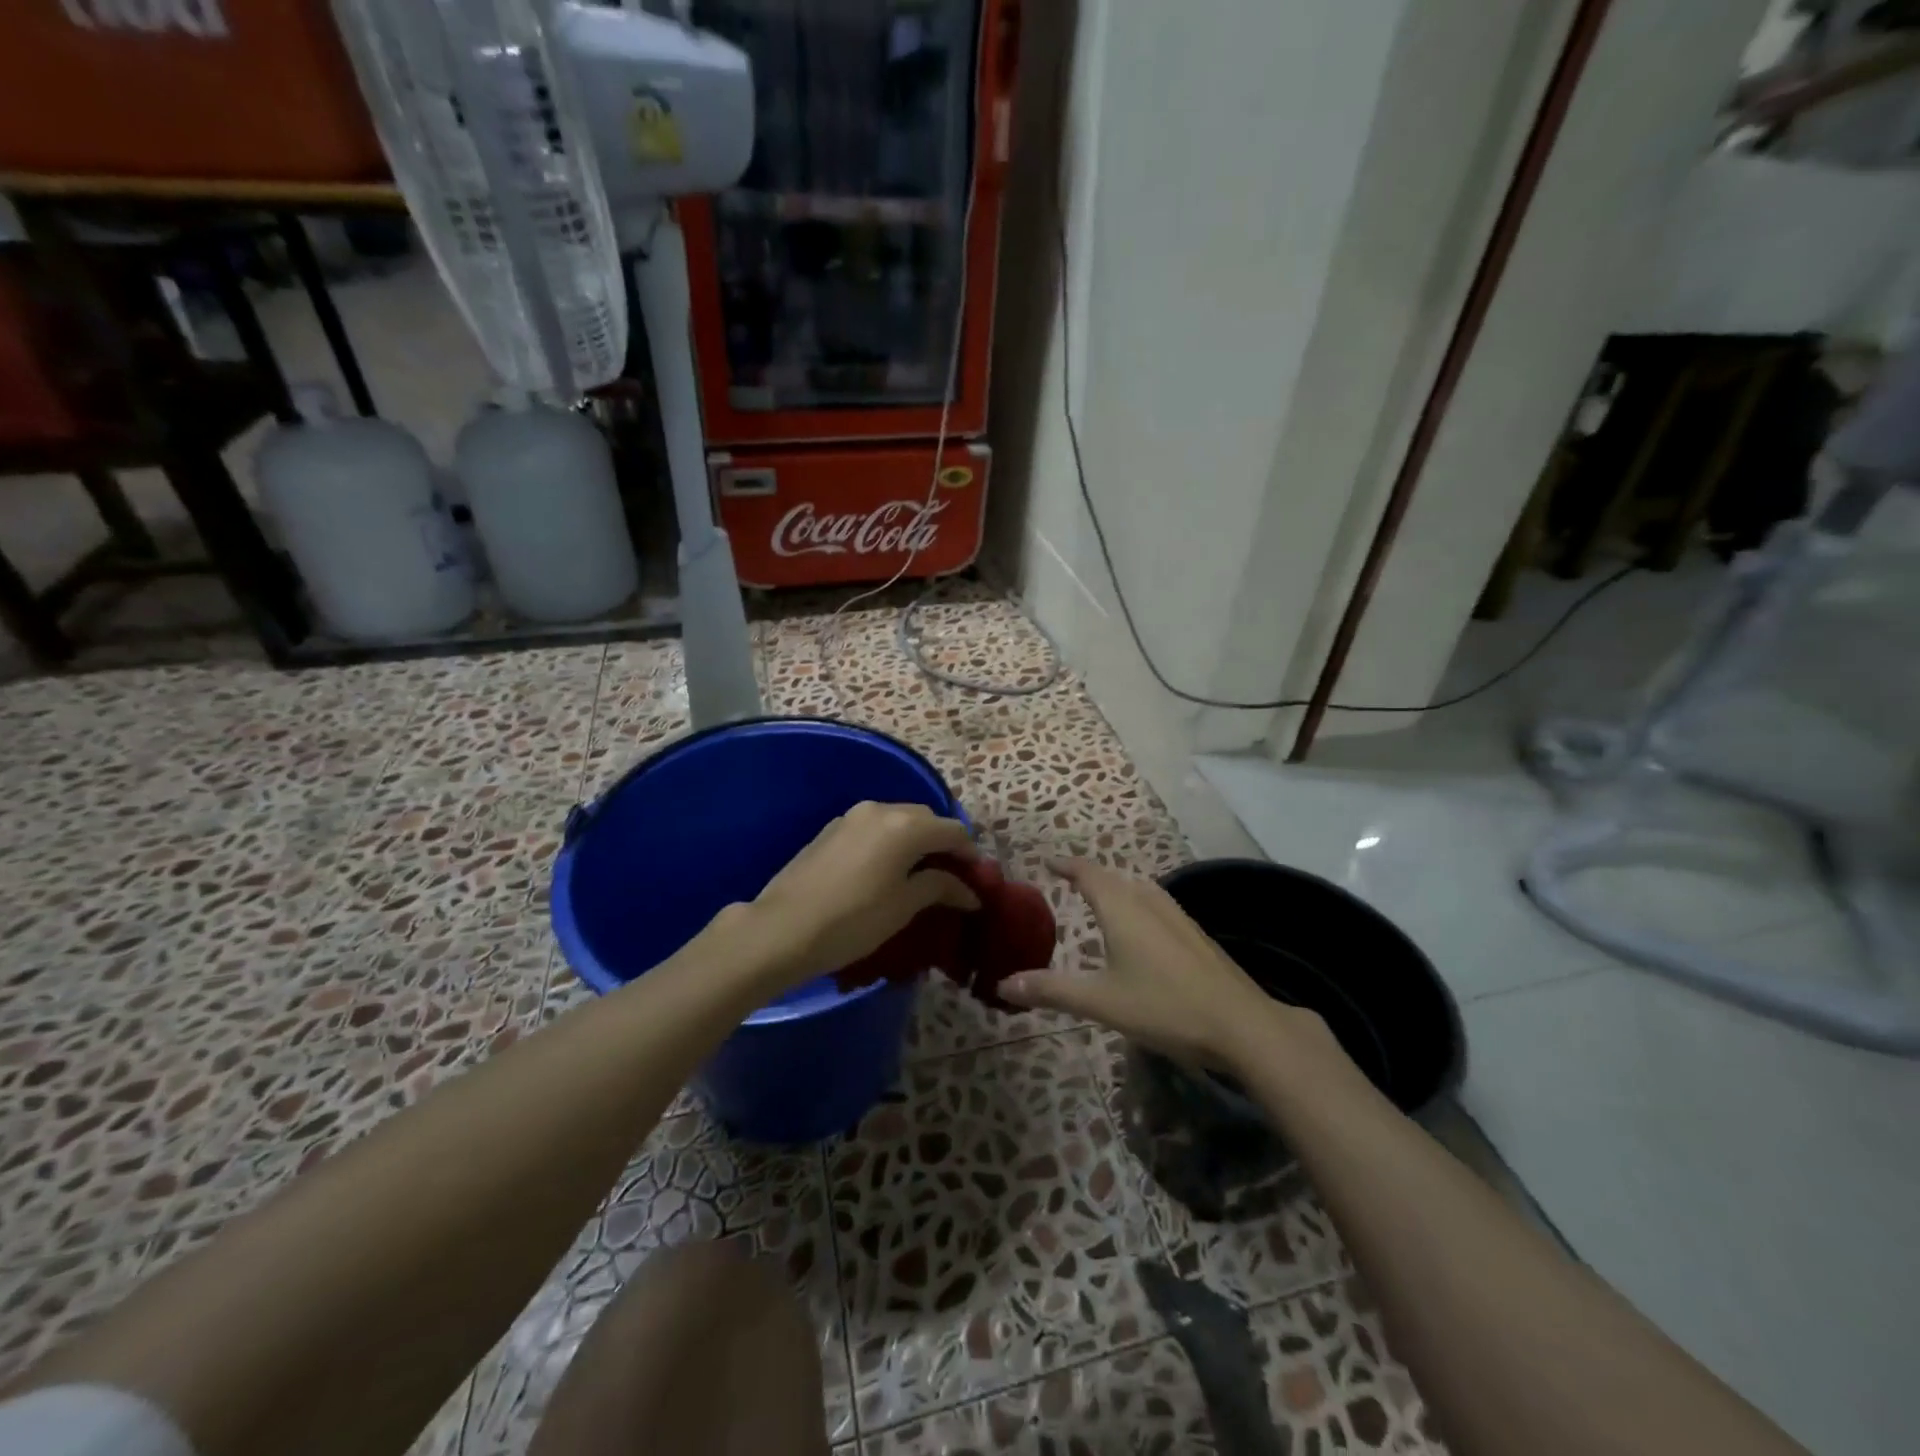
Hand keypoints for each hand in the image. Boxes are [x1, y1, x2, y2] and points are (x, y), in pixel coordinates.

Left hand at [747, 802, 979, 984]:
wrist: (782, 929)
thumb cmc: (852, 921)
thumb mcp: (903, 907)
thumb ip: (940, 887)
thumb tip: (969, 891)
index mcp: (906, 825)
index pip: (953, 830)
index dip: (970, 855)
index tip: (976, 882)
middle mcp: (881, 810)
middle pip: (926, 819)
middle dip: (944, 844)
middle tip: (950, 878)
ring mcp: (852, 816)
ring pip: (899, 820)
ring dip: (916, 841)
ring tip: (919, 874)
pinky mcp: (831, 829)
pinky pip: (874, 828)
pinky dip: (890, 842)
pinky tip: (886, 870)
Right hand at [999, 858, 1302, 1068]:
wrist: (1242, 1024)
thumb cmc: (1164, 1006)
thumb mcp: (1101, 1001)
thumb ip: (1052, 990)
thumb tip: (1002, 983)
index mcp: (1122, 908)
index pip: (1089, 873)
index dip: (1067, 865)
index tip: (1048, 861)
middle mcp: (1149, 901)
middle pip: (1114, 876)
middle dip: (1090, 875)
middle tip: (1068, 880)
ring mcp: (1177, 916)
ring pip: (1139, 888)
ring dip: (1116, 886)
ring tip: (1101, 897)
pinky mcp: (1195, 934)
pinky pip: (1156, 903)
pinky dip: (1137, 902)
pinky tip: (1142, 927)